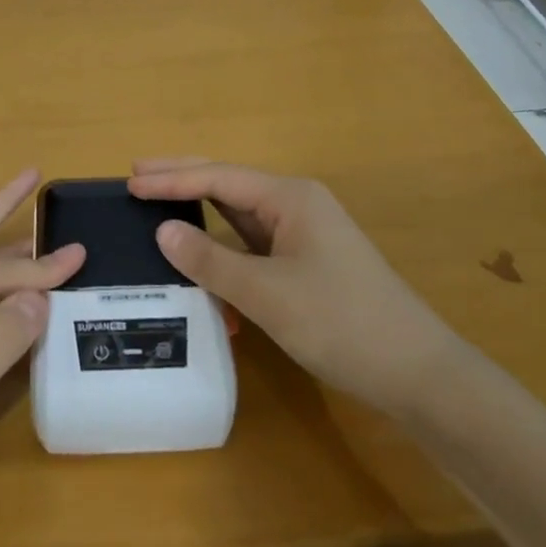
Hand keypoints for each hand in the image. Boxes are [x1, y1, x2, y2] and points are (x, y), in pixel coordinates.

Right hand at [128, 159, 457, 414]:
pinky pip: (252, 244)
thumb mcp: (267, 293)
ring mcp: (302, 234)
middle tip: (136, 175)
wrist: (415, 371)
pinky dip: (222, 247)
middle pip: (229, 184)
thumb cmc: (340, 322)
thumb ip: (211, 260)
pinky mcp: (304, 263)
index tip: (130, 182)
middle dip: (183, 178)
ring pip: (239, 214)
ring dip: (200, 209)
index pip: (219, 178)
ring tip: (157, 203)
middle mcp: (296, 205)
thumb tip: (163, 231)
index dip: (172, 180)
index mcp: (290, 198)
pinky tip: (198, 253)